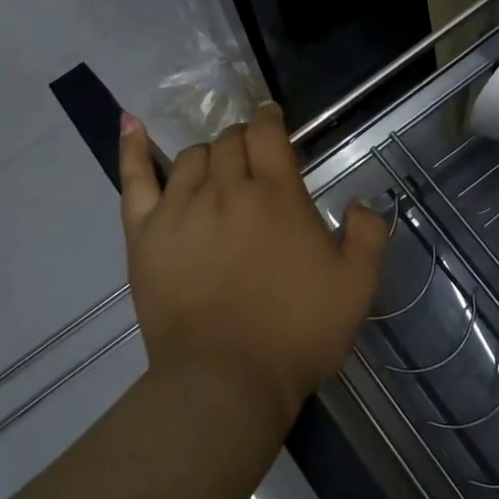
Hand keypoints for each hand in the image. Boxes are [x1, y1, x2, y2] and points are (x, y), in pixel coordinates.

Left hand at [119, 104, 387, 431]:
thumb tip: (362, 203)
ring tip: (216, 170)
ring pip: (190, 157)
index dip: (270, 119)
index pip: (268, 134)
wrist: (226, 379)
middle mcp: (226, 189)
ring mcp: (180, 208)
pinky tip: (131, 123)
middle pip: (229, 141)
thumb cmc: (297, 332)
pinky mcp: (144, 233)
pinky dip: (131, 148)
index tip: (273, 118)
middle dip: (243, 140)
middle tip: (252, 158)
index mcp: (277, 195)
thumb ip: (367, 235)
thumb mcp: (356, 286)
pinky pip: (134, 178)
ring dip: (208, 154)